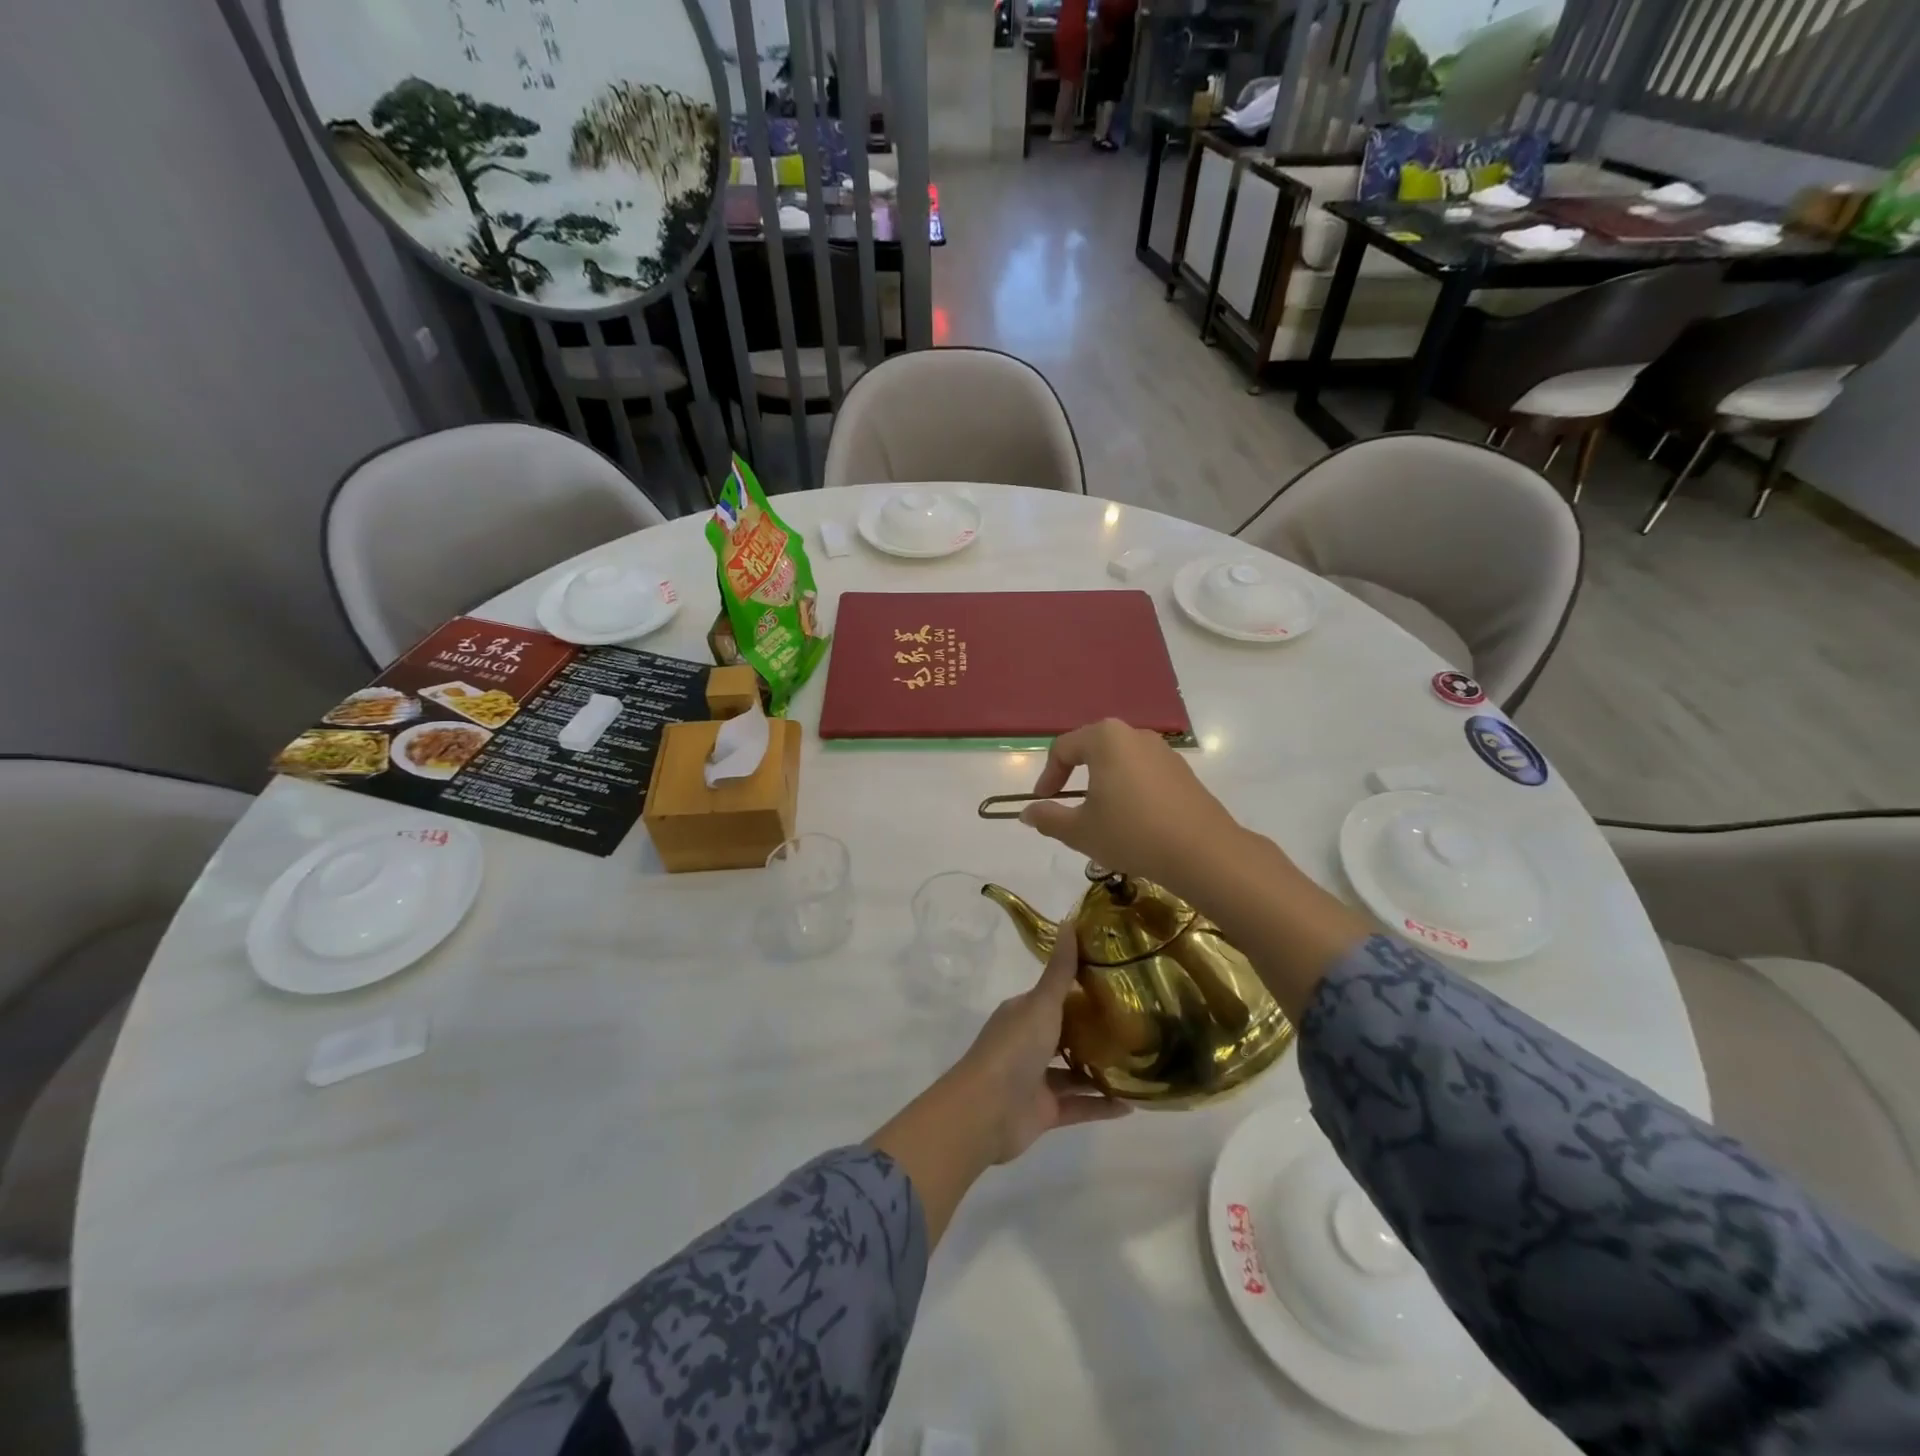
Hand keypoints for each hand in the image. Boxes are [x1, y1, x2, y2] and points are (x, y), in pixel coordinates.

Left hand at [948, 933, 1130, 1164]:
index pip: (1055, 998)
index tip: (1119, 985)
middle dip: (1096, 1032)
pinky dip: (1102, 1105)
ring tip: (1142, 1064)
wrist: (986, 1111)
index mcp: (1023, 1014)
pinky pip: (1080, 1106)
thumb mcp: (1041, 1004)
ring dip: (1102, 1069)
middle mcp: (1029, 1043)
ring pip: (1074, 1072)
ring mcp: (1036, 1079)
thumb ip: (1060, 971)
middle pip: (1067, 1034)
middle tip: (1138, 1026)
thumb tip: (1070, 922)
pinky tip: (1132, 1104)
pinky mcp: (1045, 1111)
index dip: (1083, 992)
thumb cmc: (1014, 1048)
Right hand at [1020, 719, 1246, 898]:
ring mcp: (1163, 750)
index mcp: (1105, 738)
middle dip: (1075, 776)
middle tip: (1068, 805)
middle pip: (1092, 748)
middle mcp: (1134, 734)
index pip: (1063, 748)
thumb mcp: (1080, 830)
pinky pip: (1143, 772)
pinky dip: (1129, 789)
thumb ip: (1048, 818)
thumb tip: (1027, 813)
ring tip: (1100, 816)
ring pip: (1120, 761)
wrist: (1202, 852)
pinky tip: (1133, 820)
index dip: (1047, 777)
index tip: (1043, 803)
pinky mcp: (1182, 771)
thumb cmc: (1131, 833)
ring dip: (1103, 783)